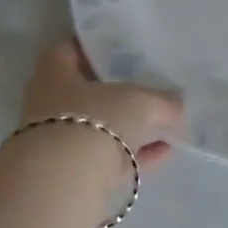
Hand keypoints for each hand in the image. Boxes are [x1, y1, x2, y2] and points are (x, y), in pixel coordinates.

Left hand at [19, 40, 183, 171]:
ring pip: (99, 127)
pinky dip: (135, 154)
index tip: (123, 49)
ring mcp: (59, 141)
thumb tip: (177, 105)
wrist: (64, 181)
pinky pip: (109, 157)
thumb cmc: (95, 119)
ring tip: (166, 124)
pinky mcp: (72, 173)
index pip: (71, 49)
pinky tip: (165, 152)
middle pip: (87, 92)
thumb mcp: (140, 102)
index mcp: (54, 72)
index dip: (96, 47)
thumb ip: (163, 101)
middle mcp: (50, 104)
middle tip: (150, 86)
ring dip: (130, 127)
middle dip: (118, 92)